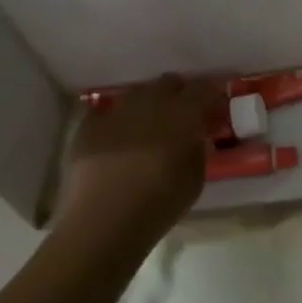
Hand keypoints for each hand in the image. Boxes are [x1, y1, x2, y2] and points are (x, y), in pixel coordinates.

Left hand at [54, 75, 218, 249]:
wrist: (105, 220)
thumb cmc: (160, 203)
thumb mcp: (196, 178)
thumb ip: (199, 149)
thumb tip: (197, 137)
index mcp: (184, 114)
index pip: (203, 88)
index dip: (209, 95)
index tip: (212, 108)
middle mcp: (151, 103)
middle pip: (168, 82)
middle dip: (177, 94)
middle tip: (180, 116)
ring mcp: (117, 112)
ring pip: (137, 93)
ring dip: (146, 104)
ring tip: (146, 127)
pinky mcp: (89, 126)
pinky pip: (105, 113)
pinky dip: (114, 121)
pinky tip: (114, 138)